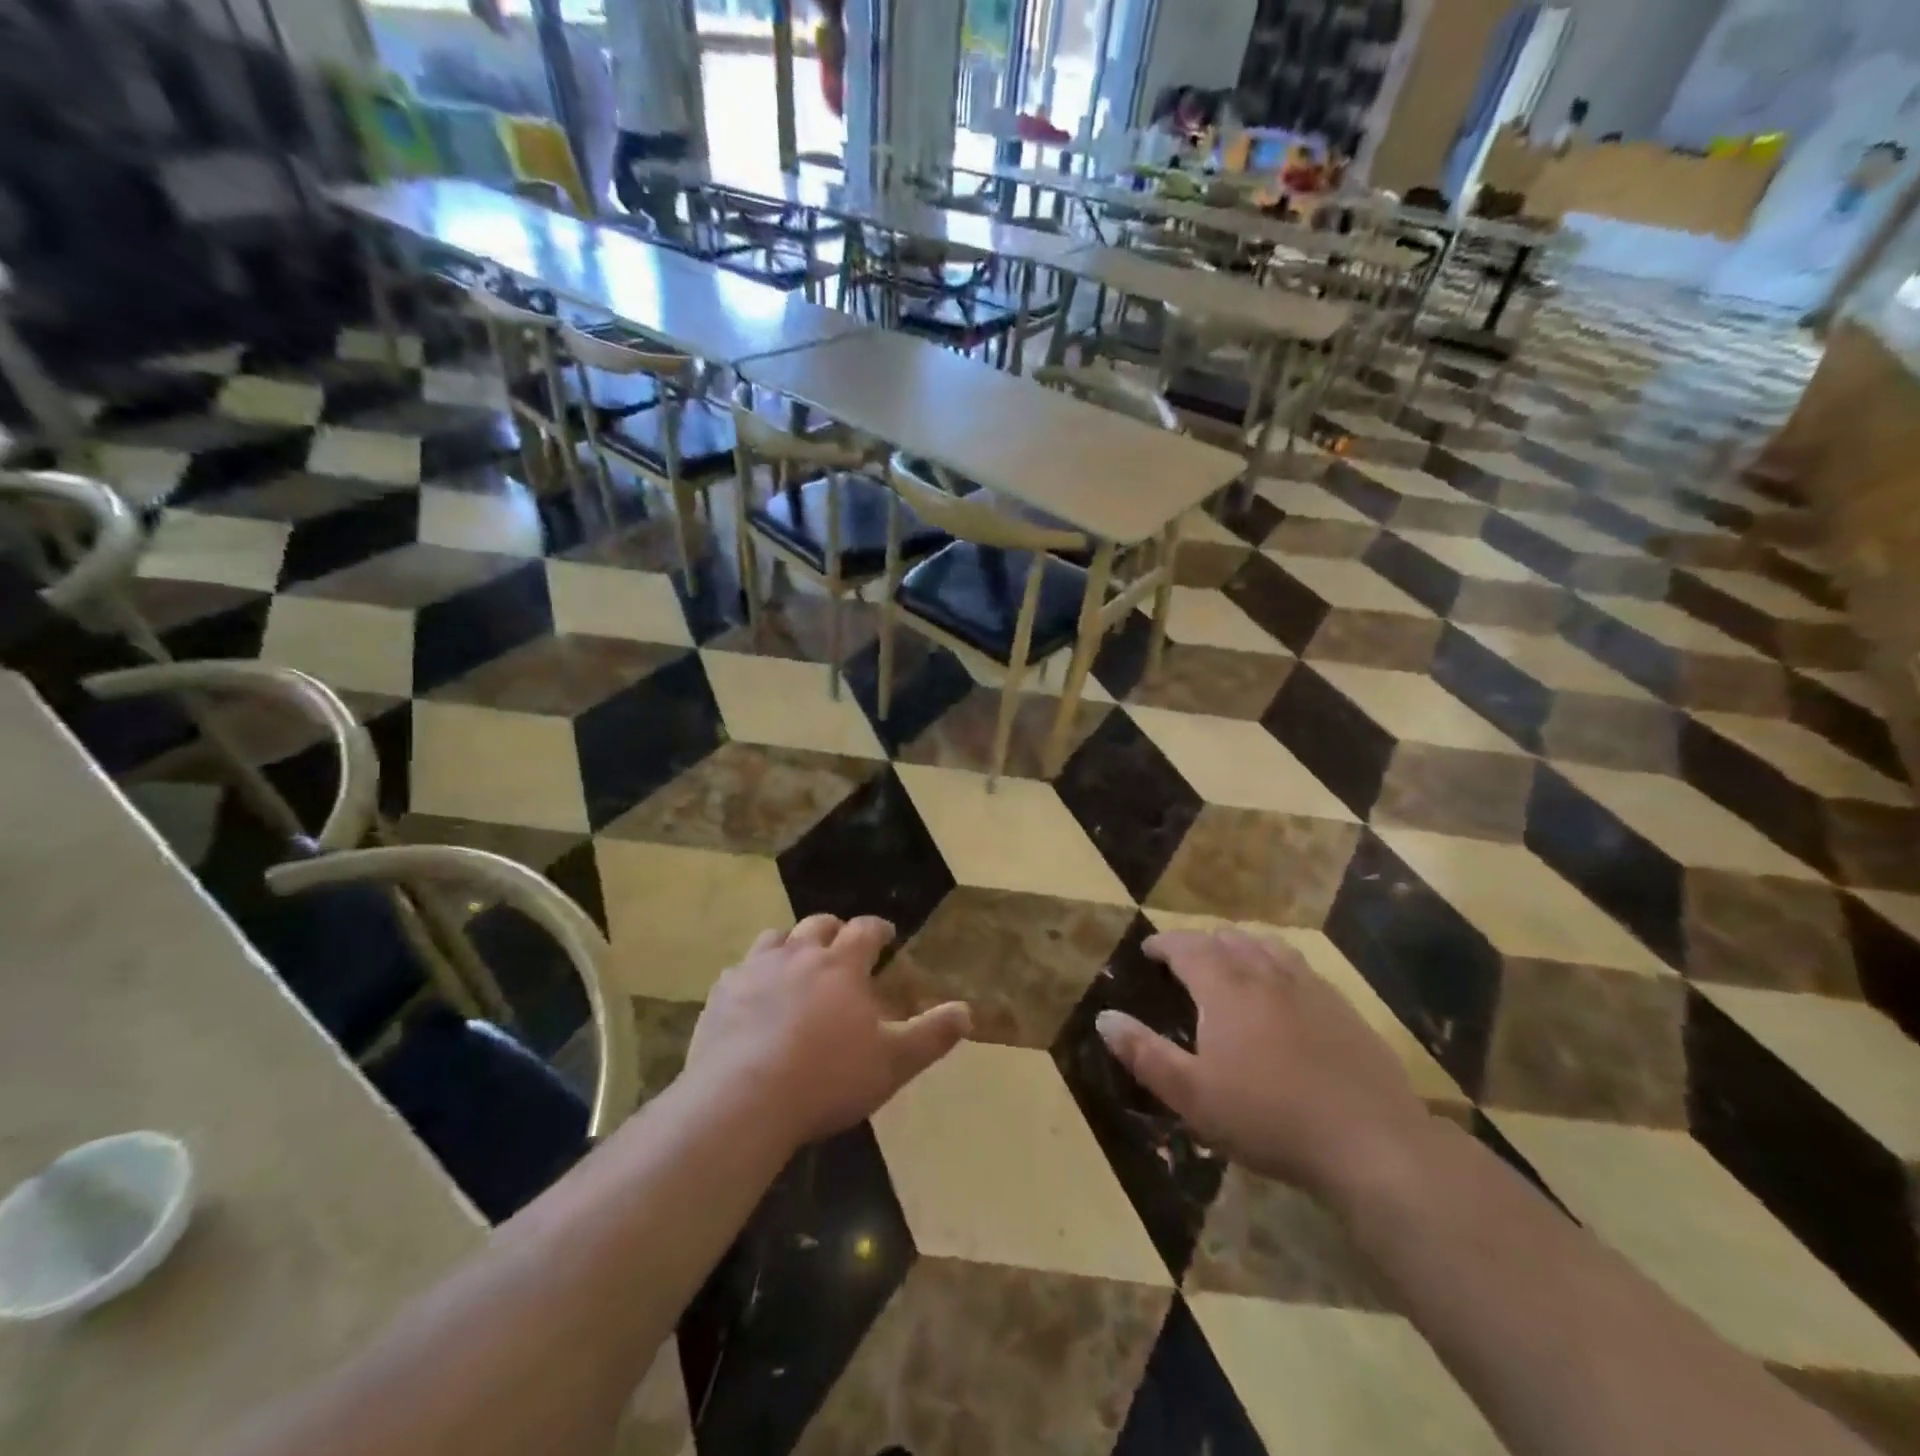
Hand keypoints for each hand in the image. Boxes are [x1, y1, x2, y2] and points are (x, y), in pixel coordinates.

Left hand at [685, 915, 971, 1146]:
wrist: (743, 1100)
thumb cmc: (827, 1079)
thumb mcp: (892, 1063)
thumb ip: (931, 1036)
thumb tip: (967, 1011)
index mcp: (841, 966)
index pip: (866, 930)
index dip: (879, 929)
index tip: (887, 935)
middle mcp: (799, 955)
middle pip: (818, 924)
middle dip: (835, 930)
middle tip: (843, 946)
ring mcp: (755, 970)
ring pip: (776, 938)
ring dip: (791, 943)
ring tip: (797, 961)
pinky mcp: (721, 994)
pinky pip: (738, 970)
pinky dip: (752, 974)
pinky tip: (753, 994)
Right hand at [1097, 929, 1432, 1203]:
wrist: (1371, 1143)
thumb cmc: (1269, 1119)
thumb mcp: (1193, 1096)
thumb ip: (1145, 1054)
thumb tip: (1104, 1017)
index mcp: (1226, 989)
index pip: (1187, 948)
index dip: (1164, 943)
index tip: (1149, 948)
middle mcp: (1266, 975)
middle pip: (1228, 939)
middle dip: (1201, 942)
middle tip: (1185, 958)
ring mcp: (1310, 988)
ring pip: (1268, 946)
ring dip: (1241, 945)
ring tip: (1231, 960)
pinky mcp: (1343, 1009)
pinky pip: (1301, 967)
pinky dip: (1278, 963)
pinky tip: (1284, 989)